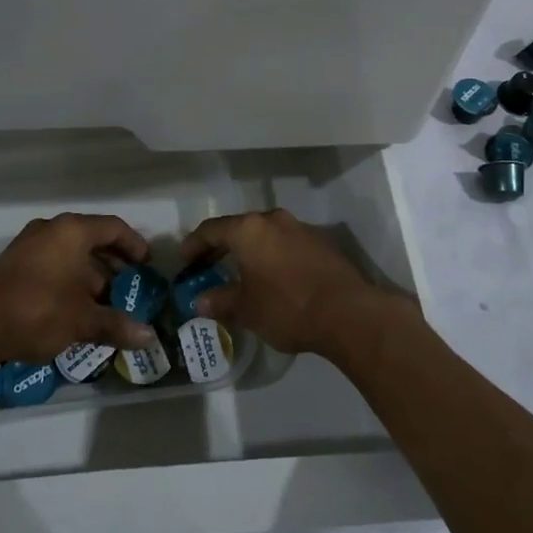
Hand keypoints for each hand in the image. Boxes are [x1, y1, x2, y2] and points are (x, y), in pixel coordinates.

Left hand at [0, 213, 158, 367]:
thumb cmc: (38, 311)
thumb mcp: (83, 321)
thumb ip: (117, 324)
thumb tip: (150, 337)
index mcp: (72, 231)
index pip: (113, 227)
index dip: (134, 245)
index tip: (147, 265)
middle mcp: (50, 229)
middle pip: (91, 238)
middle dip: (112, 263)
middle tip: (128, 285)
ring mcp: (27, 244)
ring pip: (69, 252)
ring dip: (89, 274)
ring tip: (102, 302)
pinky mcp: (12, 264)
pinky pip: (51, 263)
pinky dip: (68, 278)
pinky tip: (72, 308)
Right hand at [180, 208, 391, 357]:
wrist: (348, 313)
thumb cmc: (287, 306)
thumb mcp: (246, 308)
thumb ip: (220, 301)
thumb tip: (200, 302)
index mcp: (249, 229)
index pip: (211, 229)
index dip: (194, 244)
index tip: (184, 260)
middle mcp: (274, 220)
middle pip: (239, 228)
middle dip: (221, 247)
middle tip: (207, 266)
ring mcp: (301, 229)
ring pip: (265, 235)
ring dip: (249, 251)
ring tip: (240, 273)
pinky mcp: (322, 243)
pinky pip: (285, 245)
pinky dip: (272, 256)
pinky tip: (272, 278)